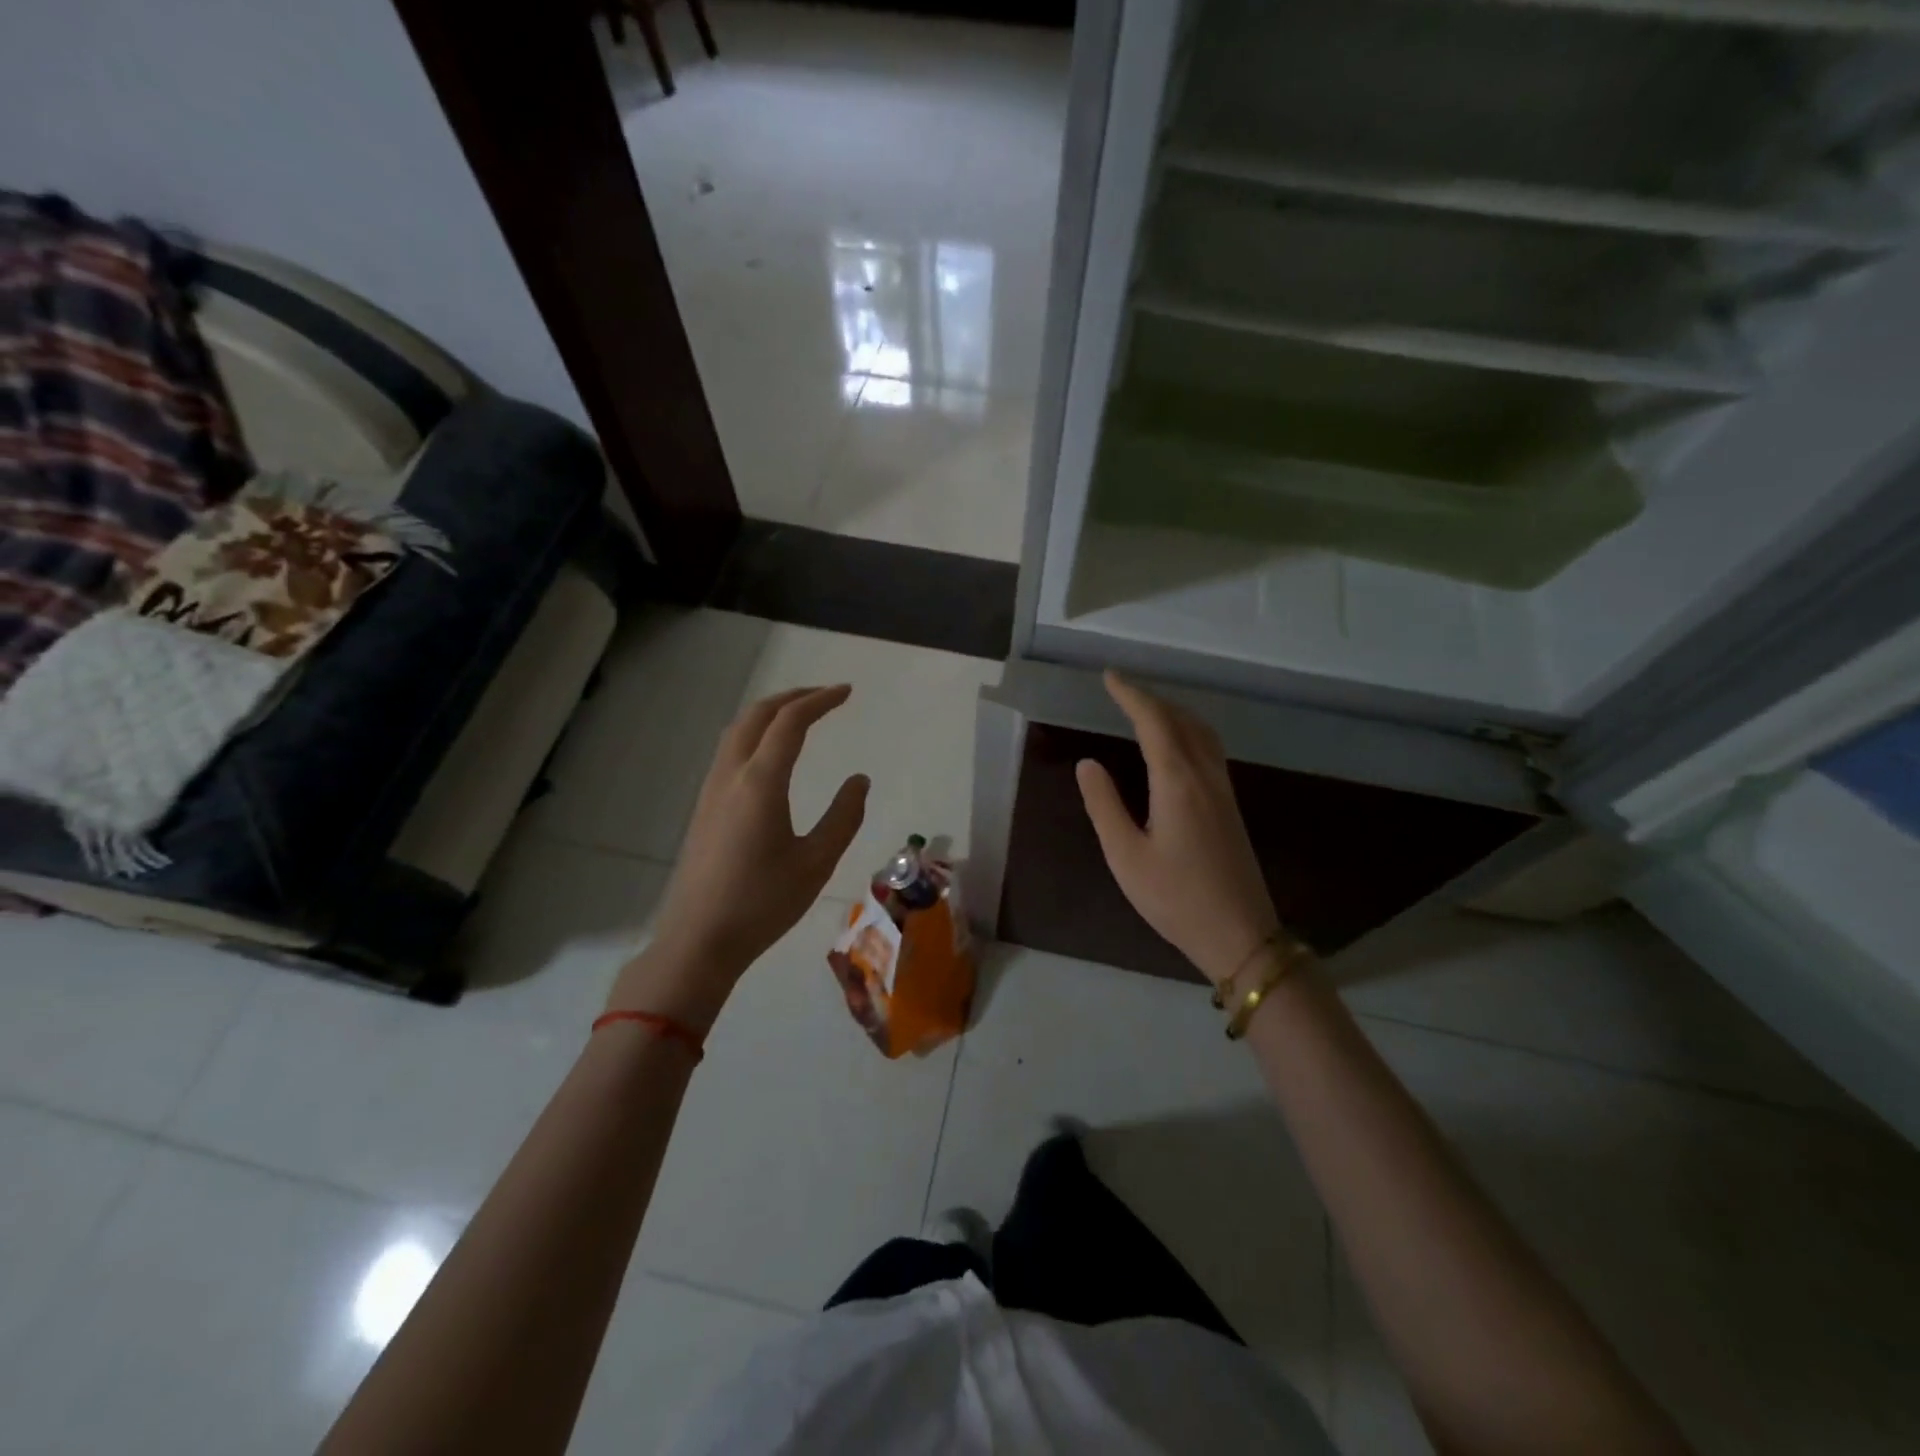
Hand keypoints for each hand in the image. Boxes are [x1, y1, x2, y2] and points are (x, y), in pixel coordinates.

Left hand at [607, 685, 868, 1028]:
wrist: (699, 941)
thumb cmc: (763, 903)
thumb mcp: (817, 862)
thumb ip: (844, 816)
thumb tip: (859, 780)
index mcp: (760, 782)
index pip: (791, 722)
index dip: (820, 700)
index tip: (847, 692)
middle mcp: (731, 775)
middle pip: (757, 715)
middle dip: (793, 697)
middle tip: (826, 696)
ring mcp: (711, 790)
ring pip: (737, 730)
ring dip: (769, 713)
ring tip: (800, 716)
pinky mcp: (703, 808)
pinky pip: (729, 751)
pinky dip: (754, 734)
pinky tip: (769, 754)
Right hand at [1075, 672, 1280, 986]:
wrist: (1240, 934)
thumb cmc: (1175, 898)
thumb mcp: (1125, 855)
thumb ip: (1104, 805)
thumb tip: (1088, 763)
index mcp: (1177, 782)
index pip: (1154, 722)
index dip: (1131, 696)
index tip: (1110, 678)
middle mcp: (1205, 776)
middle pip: (1181, 720)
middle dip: (1151, 699)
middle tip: (1121, 692)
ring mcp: (1223, 790)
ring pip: (1201, 733)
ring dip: (1173, 712)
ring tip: (1146, 710)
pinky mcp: (1230, 807)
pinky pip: (1209, 750)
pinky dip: (1188, 731)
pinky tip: (1176, 746)